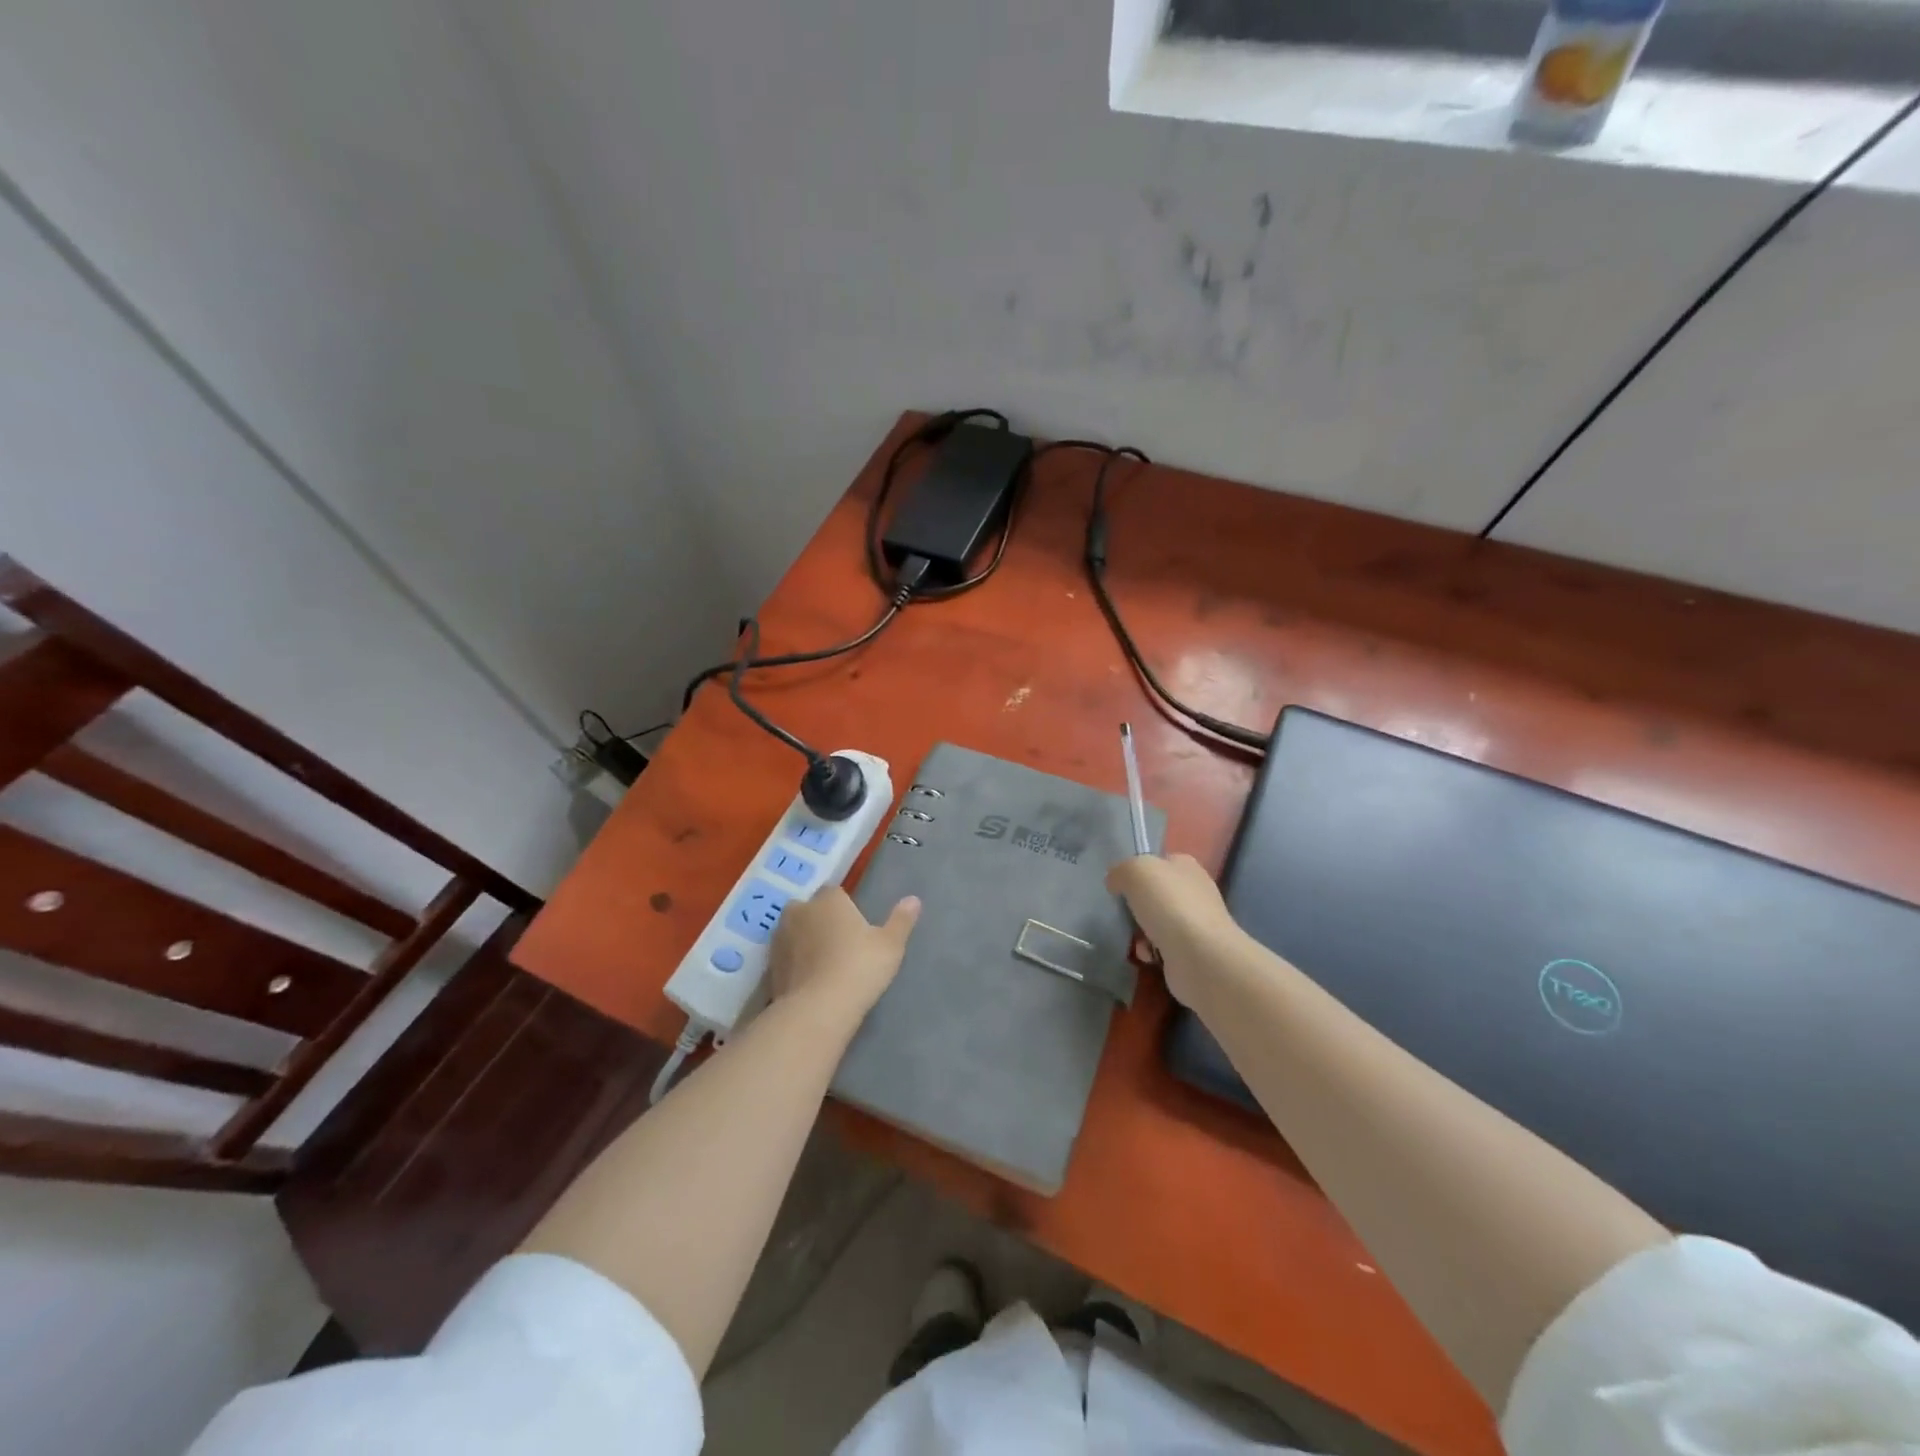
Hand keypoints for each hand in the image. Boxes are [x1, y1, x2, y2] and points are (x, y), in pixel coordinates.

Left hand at [768, 887, 920, 1022]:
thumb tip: (913, 899)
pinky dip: (794, 964)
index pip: (834, 893)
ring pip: (794, 932)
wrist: (818, 1009)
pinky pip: (785, 958)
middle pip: (809, 909)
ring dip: (804, 942)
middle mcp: (799, 911)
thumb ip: (901, 920)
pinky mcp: (769, 966)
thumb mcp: (890, 944)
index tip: (856, 927)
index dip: (844, 908)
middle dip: (820, 920)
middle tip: (839, 944)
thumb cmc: (860, 967)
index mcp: (828, 899)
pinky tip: (808, 981)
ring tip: (823, 964)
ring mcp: (780, 939)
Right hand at [1106, 853, 1242, 1005]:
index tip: (1121, 885)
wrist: (1200, 957)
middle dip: (1136, 906)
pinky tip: (1148, 956)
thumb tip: (1116, 882)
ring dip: (1139, 932)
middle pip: (1154, 895)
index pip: (1158, 861)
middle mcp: (1194, 891)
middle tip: (1125, 913)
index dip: (1137, 871)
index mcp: (1185, 866)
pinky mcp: (1191, 952)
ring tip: (1136, 939)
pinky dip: (1149, 952)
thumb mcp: (1136, 871)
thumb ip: (1121, 871)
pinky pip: (1160, 948)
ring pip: (1155, 922)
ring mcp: (1195, 923)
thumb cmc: (1169, 905)